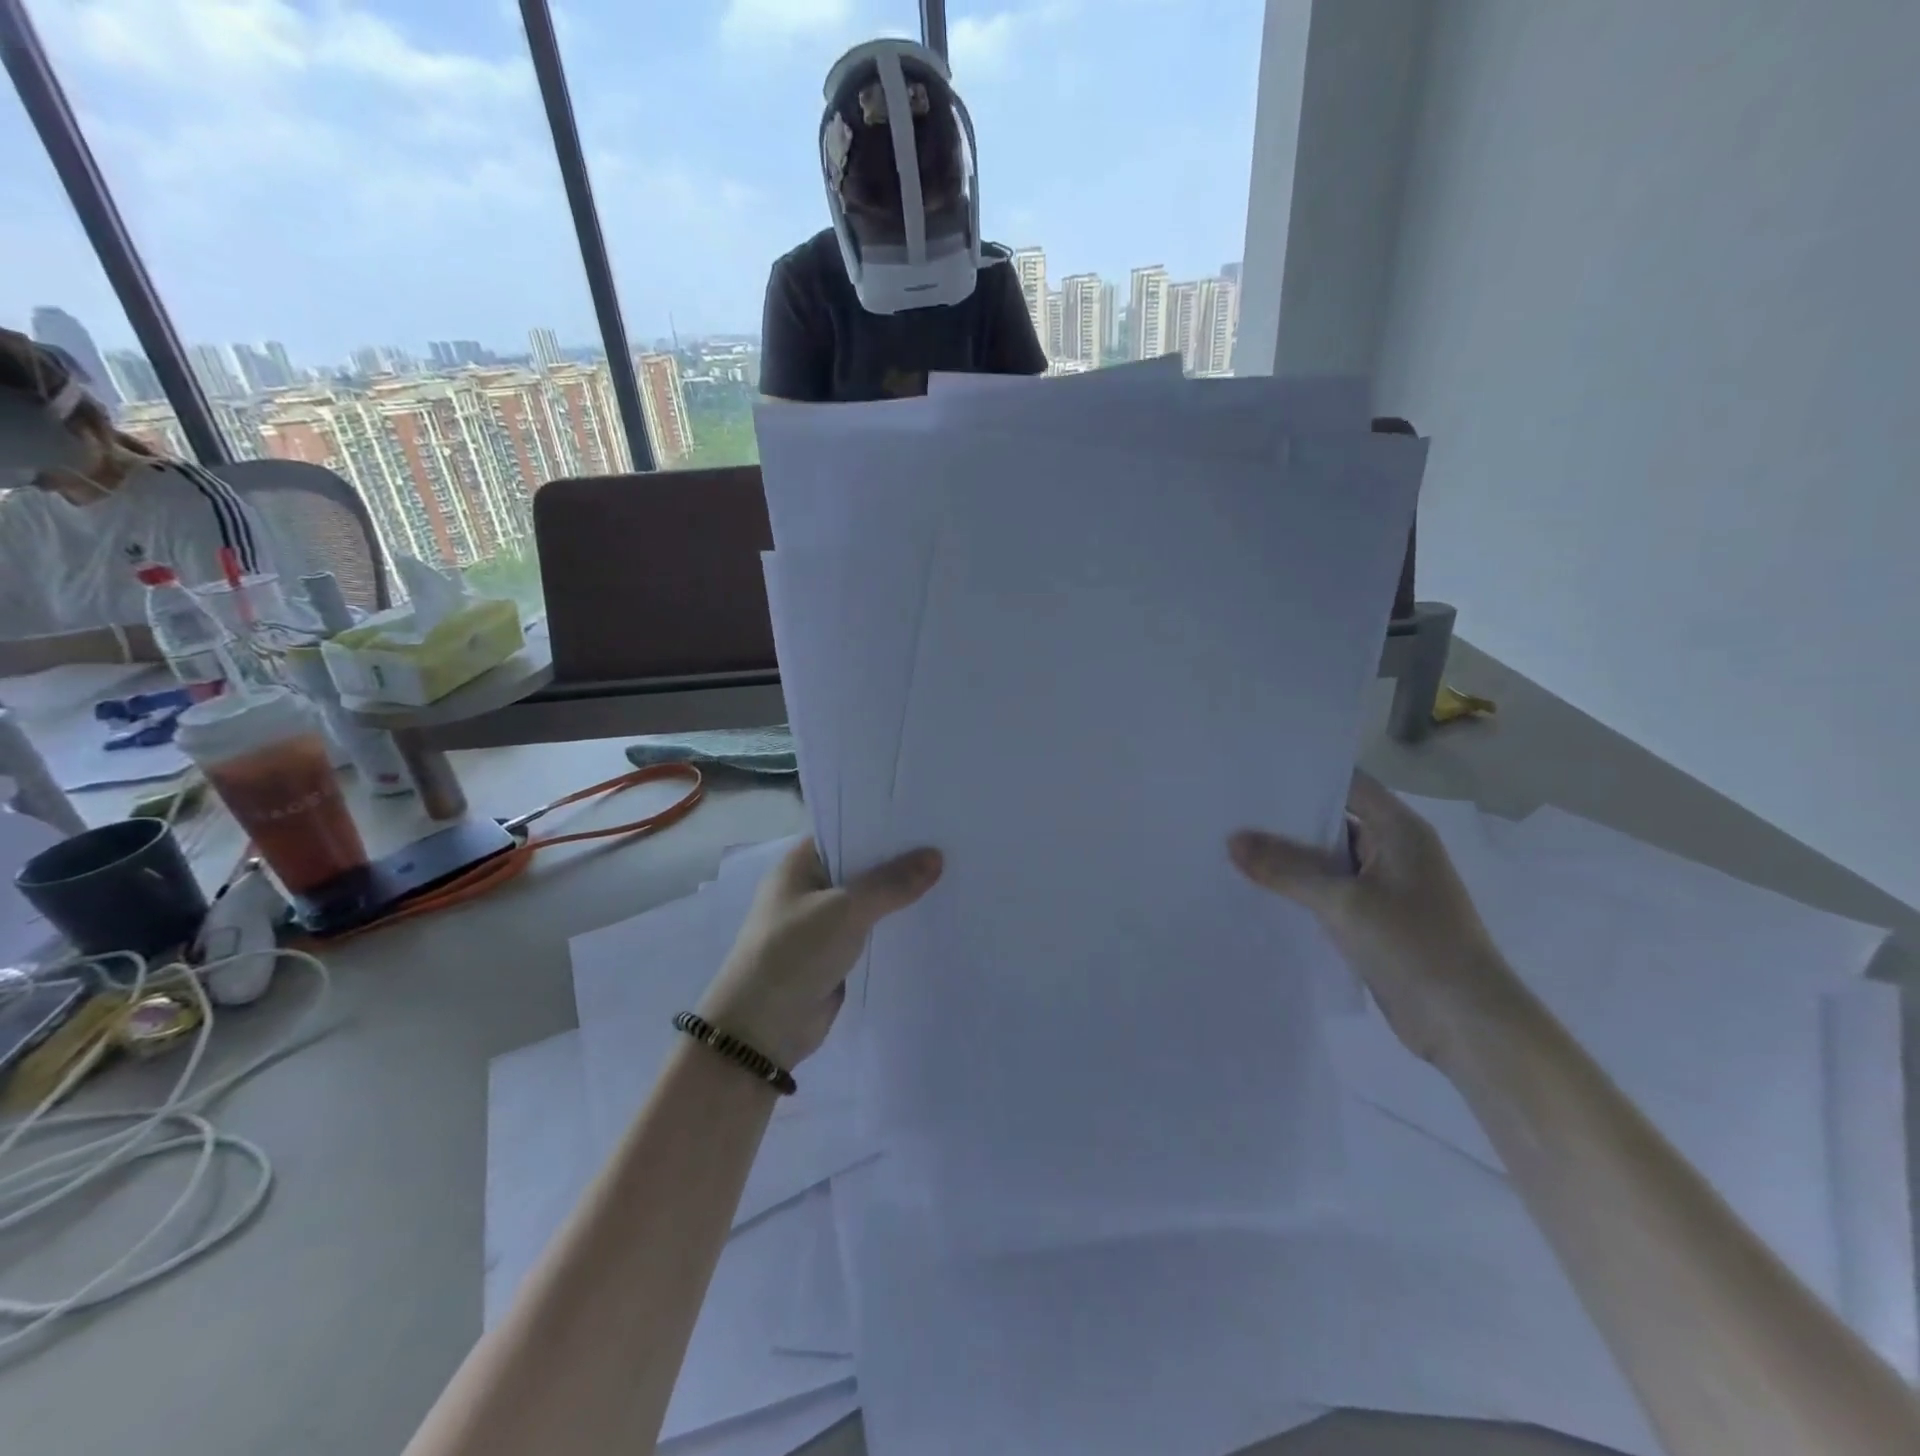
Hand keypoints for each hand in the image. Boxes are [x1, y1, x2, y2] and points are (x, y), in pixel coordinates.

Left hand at [699, 838, 943, 1068]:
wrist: (761, 1031)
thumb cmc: (793, 953)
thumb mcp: (845, 910)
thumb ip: (891, 883)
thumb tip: (936, 856)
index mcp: (800, 863)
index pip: (848, 830)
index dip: (884, 824)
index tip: (927, 817)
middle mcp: (810, 887)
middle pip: (862, 865)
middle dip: (899, 860)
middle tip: (951, 844)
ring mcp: (822, 922)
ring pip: (869, 900)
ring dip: (900, 896)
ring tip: (952, 876)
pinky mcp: (835, 954)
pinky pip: (871, 932)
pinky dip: (895, 927)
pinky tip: (932, 917)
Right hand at [1229, 772, 1522, 1065]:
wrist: (1468, 1025)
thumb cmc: (1416, 946)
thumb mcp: (1344, 901)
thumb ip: (1286, 869)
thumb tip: (1232, 840)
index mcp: (1399, 830)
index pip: (1347, 783)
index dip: (1303, 774)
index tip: (1253, 771)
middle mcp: (1393, 850)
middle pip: (1332, 820)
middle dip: (1284, 818)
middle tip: (1229, 809)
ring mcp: (1385, 887)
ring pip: (1327, 860)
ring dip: (1288, 858)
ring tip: (1231, 845)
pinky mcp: (1375, 920)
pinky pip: (1329, 892)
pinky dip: (1299, 889)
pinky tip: (1258, 889)